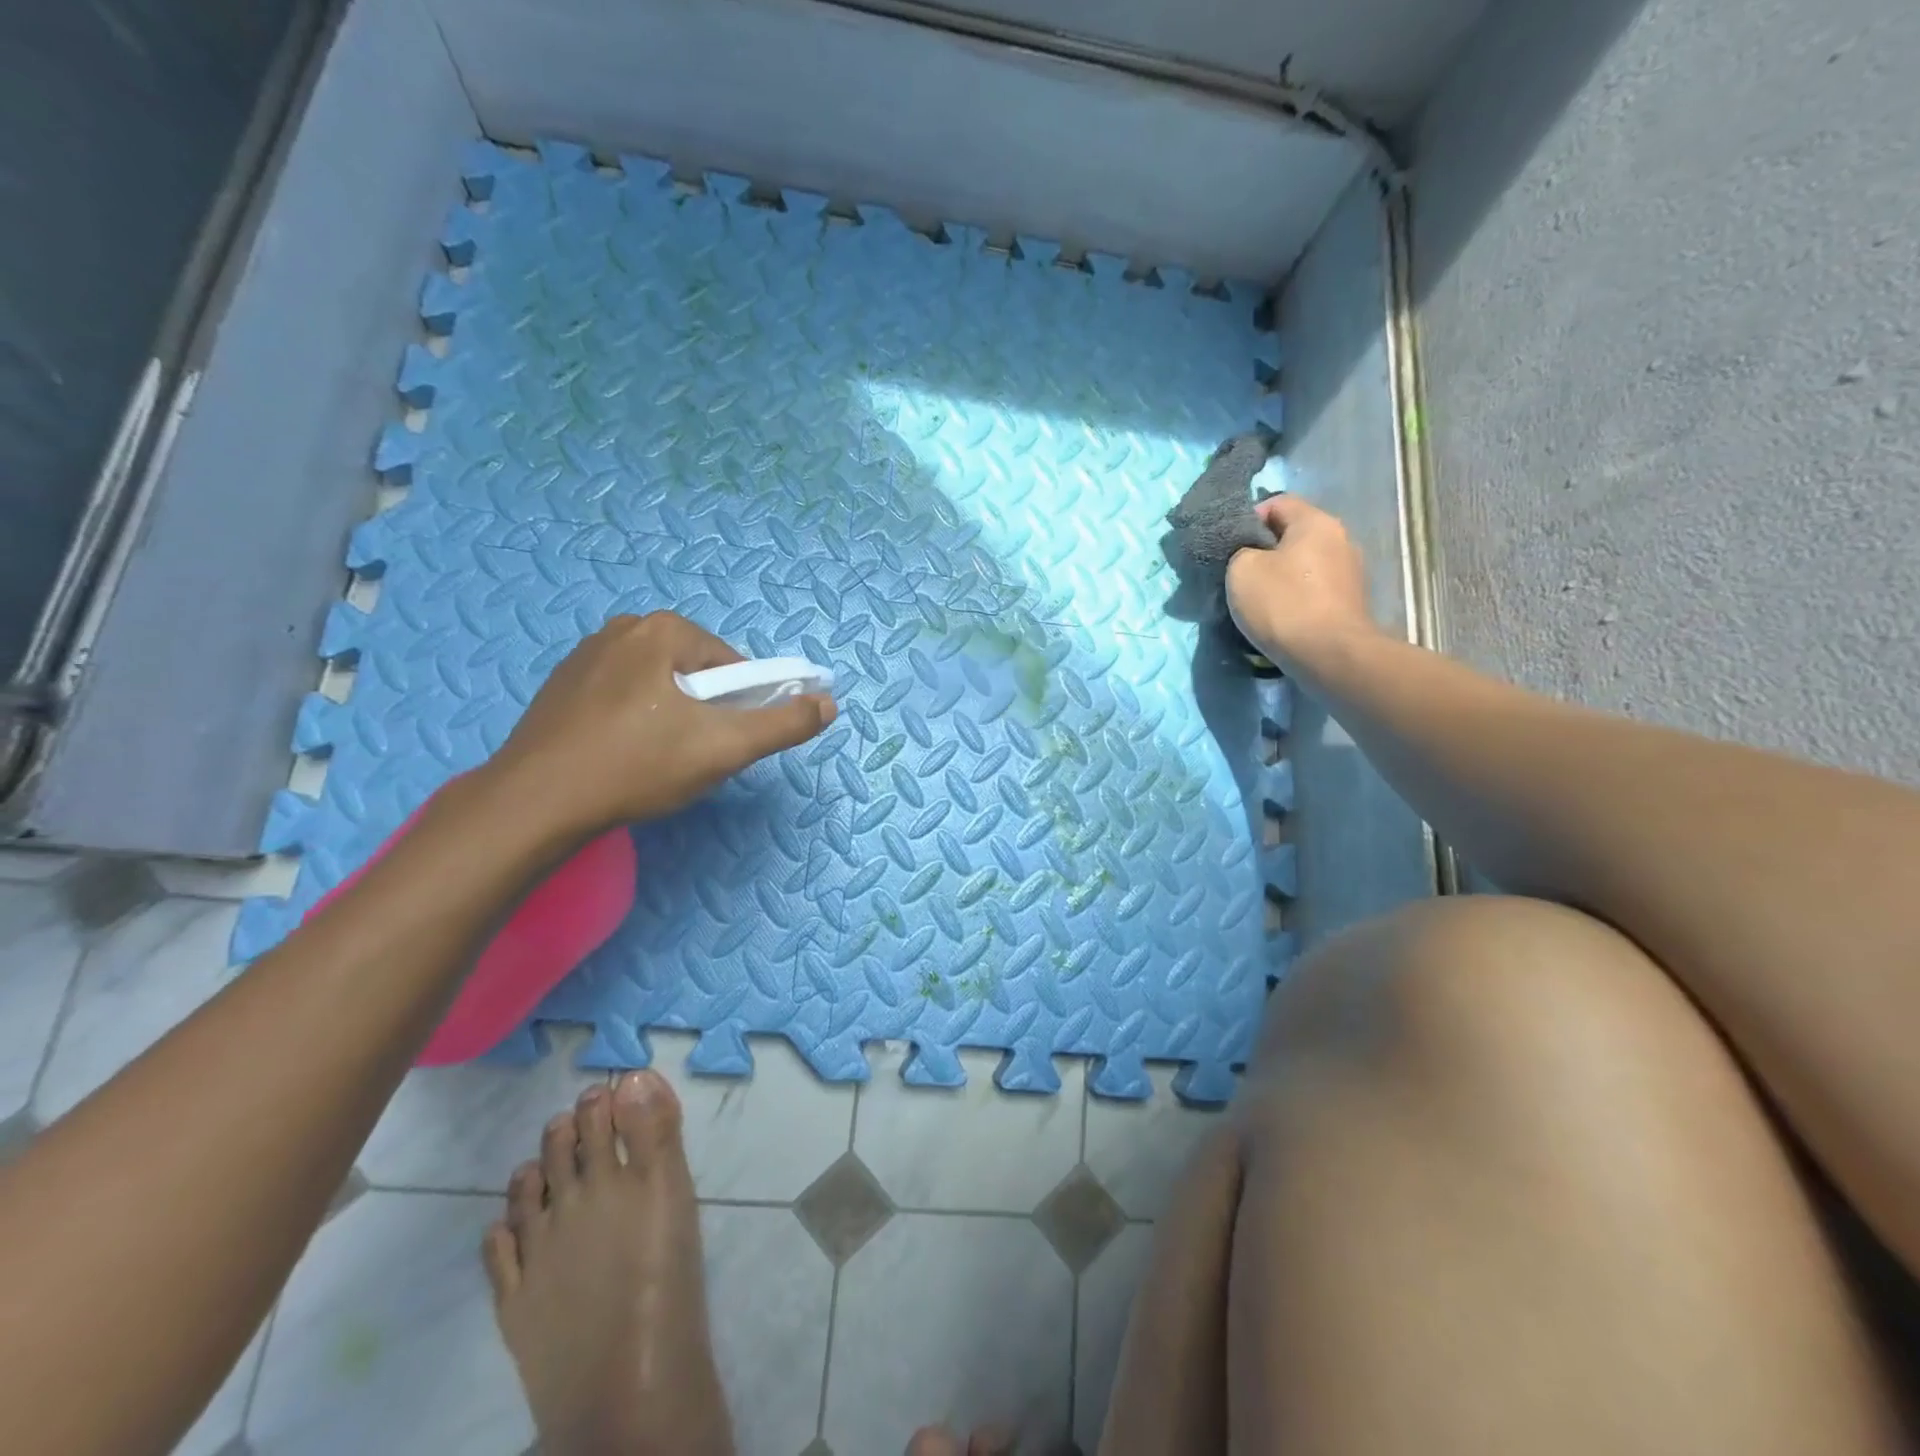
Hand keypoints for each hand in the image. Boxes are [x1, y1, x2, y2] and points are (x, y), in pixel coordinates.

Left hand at [483, 612, 835, 837]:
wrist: (535, 803)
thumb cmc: (637, 766)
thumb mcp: (724, 748)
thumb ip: (783, 724)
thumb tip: (828, 704)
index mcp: (664, 629)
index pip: (733, 666)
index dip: (741, 708)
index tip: (724, 745)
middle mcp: (623, 627)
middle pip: (696, 674)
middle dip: (704, 714)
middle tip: (690, 758)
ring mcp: (586, 654)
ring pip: (659, 686)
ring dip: (671, 719)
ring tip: (654, 763)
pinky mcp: (561, 685)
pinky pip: (621, 697)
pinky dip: (633, 722)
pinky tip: (621, 757)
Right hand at [1225, 495, 1375, 668]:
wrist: (1329, 656)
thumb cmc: (1283, 604)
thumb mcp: (1241, 570)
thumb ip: (1241, 551)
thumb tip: (1250, 556)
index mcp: (1316, 522)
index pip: (1277, 502)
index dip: (1247, 519)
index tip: (1229, 546)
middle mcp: (1340, 539)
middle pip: (1292, 535)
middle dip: (1264, 551)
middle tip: (1238, 575)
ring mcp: (1350, 572)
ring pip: (1303, 564)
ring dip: (1279, 576)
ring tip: (1257, 600)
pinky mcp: (1349, 602)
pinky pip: (1313, 589)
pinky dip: (1294, 597)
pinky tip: (1279, 616)